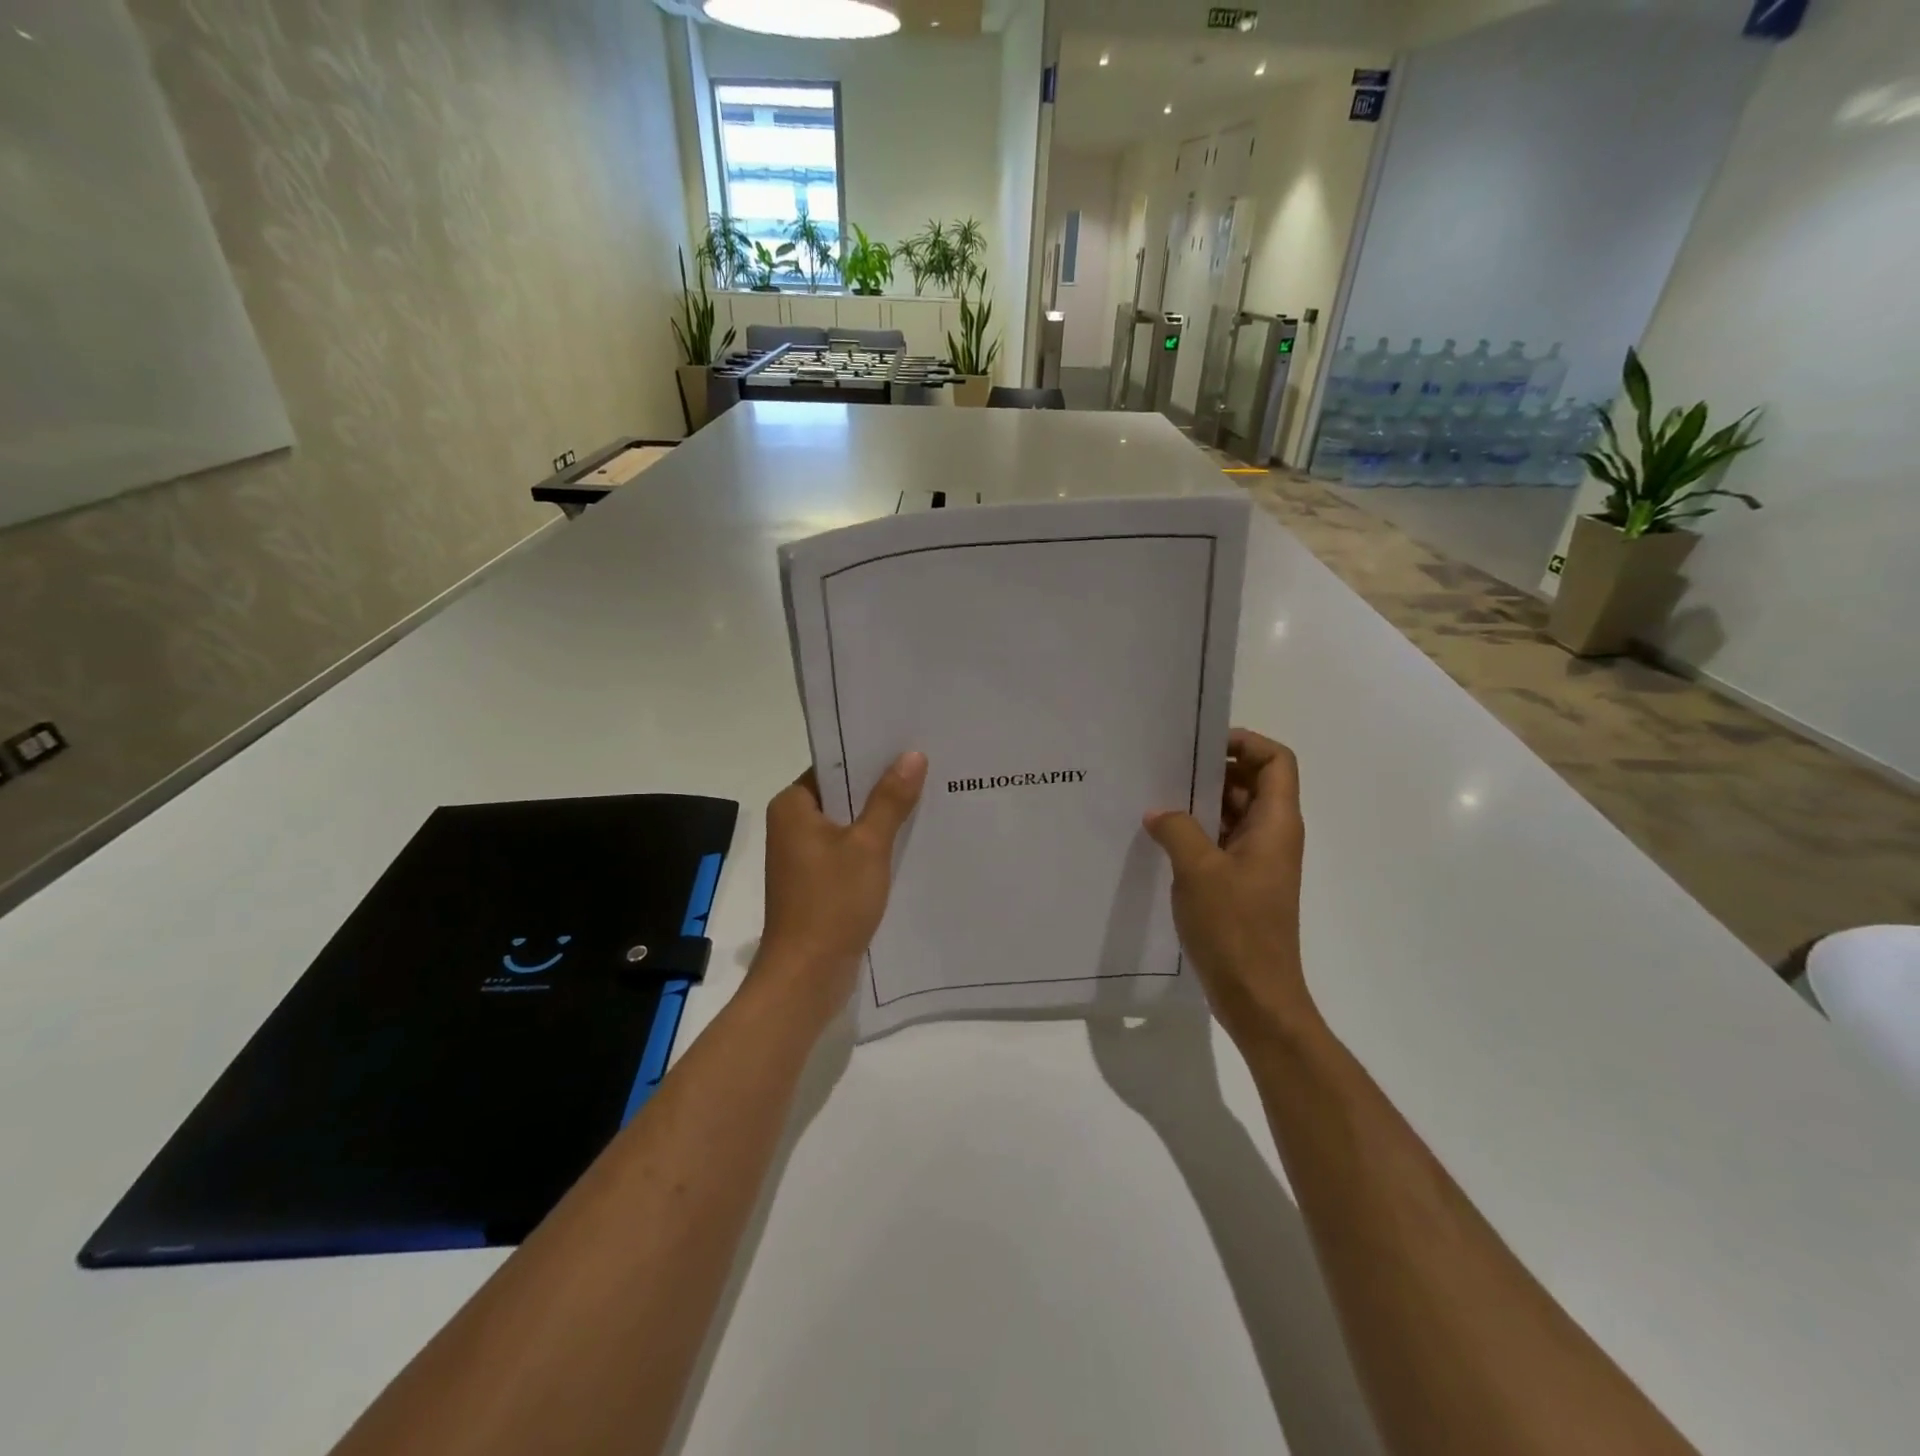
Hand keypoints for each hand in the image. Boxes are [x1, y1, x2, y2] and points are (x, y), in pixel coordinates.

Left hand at [755, 752, 927, 1018]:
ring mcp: (803, 856)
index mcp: (793, 806)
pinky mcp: (817, 882)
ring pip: (848, 825)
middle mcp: (792, 825)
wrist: (806, 976)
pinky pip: (849, 852)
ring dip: (881, 819)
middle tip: (929, 769)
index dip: (870, 755)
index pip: (833, 765)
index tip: (909, 745)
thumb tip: (912, 756)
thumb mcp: (868, 846)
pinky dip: (874, 847)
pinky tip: (911, 842)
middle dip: (882, 787)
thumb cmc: (831, 903)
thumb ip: (890, 800)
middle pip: (842, 794)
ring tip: (928, 799)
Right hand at [1144, 729, 1315, 1048]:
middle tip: (1166, 764)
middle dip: (1213, 769)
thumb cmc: (1235, 928)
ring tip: (1156, 795)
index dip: (1245, 743)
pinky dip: (1197, 831)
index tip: (1201, 745)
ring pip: (1233, 813)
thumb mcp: (1198, 871)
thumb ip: (1177, 829)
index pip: (1276, 761)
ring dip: (1201, 801)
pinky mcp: (1241, 883)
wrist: (1256, 995)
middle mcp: (1272, 835)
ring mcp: (1258, 861)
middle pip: (1252, 782)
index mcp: (1276, 824)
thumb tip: (1159, 811)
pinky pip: (1221, 841)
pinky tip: (1160, 835)